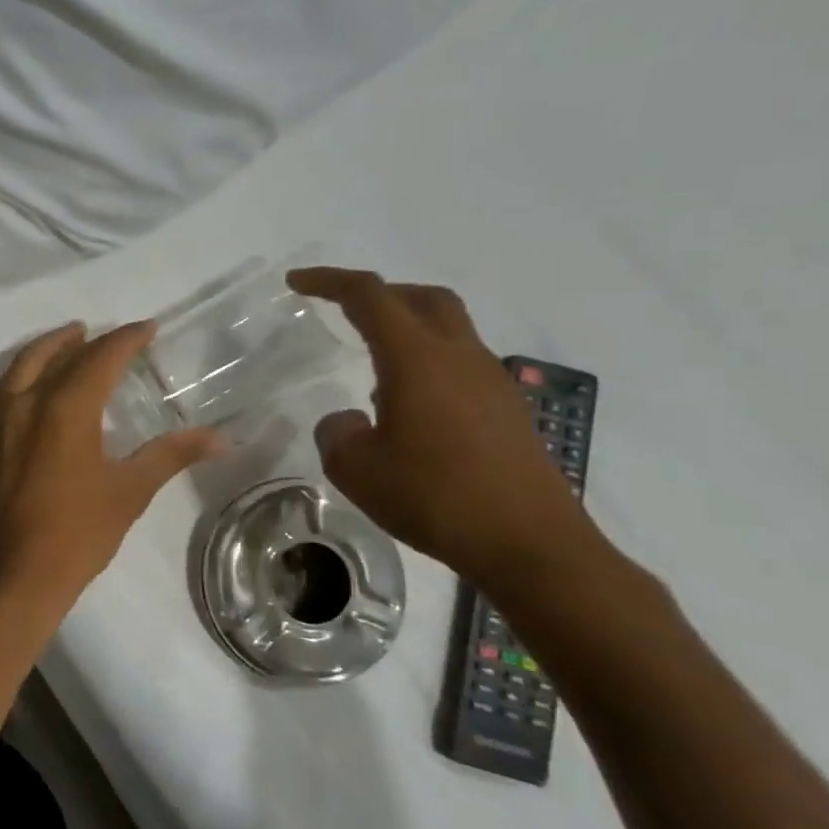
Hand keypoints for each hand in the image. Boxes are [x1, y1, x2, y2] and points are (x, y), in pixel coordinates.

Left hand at [0, 321, 224, 609]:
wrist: (14, 573)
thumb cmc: (78, 534)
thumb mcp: (130, 491)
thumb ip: (171, 454)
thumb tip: (222, 438)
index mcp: (64, 409)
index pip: (100, 358)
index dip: (126, 339)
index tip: (148, 328)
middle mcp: (26, 401)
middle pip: (57, 353)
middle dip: (86, 339)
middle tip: (111, 336)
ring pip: (23, 364)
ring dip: (49, 347)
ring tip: (72, 341)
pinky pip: (3, 386)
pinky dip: (23, 370)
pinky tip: (35, 380)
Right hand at [287, 267, 604, 588]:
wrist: (531, 546)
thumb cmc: (435, 497)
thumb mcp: (355, 468)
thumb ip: (336, 432)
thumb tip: (349, 419)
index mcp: (417, 358)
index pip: (370, 296)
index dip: (329, 281)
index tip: (296, 283)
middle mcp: (459, 357)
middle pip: (423, 298)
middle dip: (380, 294)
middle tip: (343, 308)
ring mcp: (491, 383)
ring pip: (448, 330)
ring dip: (407, 329)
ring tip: (371, 367)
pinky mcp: (508, 412)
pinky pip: (461, 366)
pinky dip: (428, 364)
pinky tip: (408, 408)